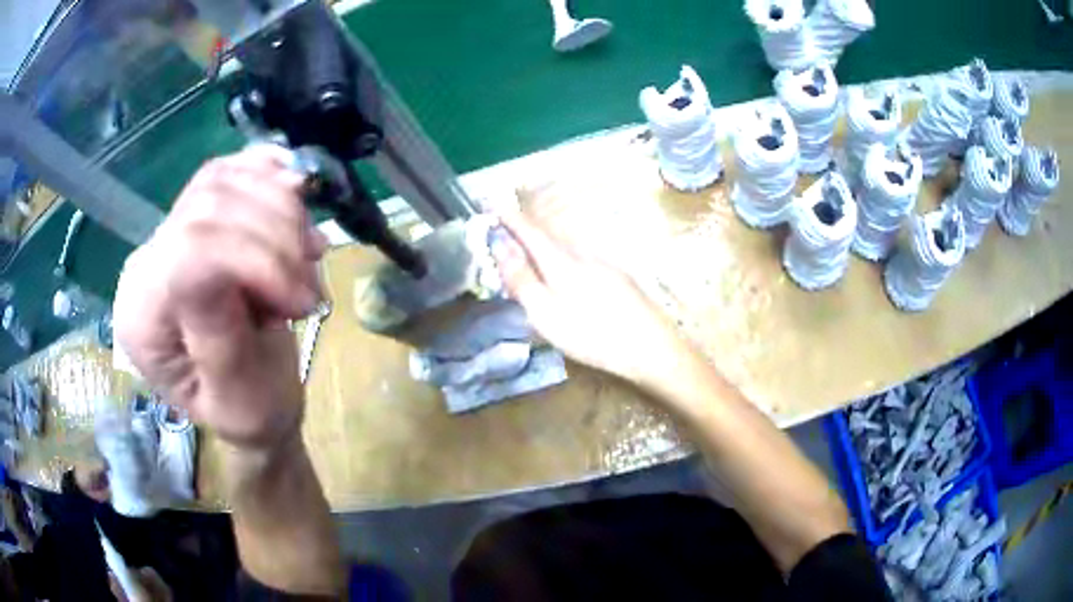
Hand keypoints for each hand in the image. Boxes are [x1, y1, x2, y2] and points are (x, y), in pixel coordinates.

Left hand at [114, 146, 326, 451]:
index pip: (188, 251)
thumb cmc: (246, 411)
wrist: (251, 396)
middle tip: (309, 289)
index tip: (304, 300)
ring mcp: (168, 232)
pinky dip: (268, 172)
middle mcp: (145, 265)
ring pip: (223, 179)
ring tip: (308, 257)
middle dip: (275, 237)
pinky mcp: (194, 215)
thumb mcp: (237, 399)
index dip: (254, 257)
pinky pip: (229, 169)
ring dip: (280, 209)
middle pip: (208, 206)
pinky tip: (296, 190)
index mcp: (142, 319)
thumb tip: (219, 267)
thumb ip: (218, 340)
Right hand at [492, 211, 690, 387]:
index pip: (528, 230)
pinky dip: (562, 250)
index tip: (488, 202)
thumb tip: (499, 244)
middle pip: (547, 232)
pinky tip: (564, 263)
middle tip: (504, 219)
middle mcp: (581, 253)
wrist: (650, 346)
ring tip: (528, 239)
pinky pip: (580, 252)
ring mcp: (602, 262)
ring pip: (565, 241)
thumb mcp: (545, 313)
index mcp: (560, 260)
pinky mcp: (616, 275)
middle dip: (525, 223)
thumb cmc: (592, 334)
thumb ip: (521, 279)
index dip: (507, 216)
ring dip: (543, 236)